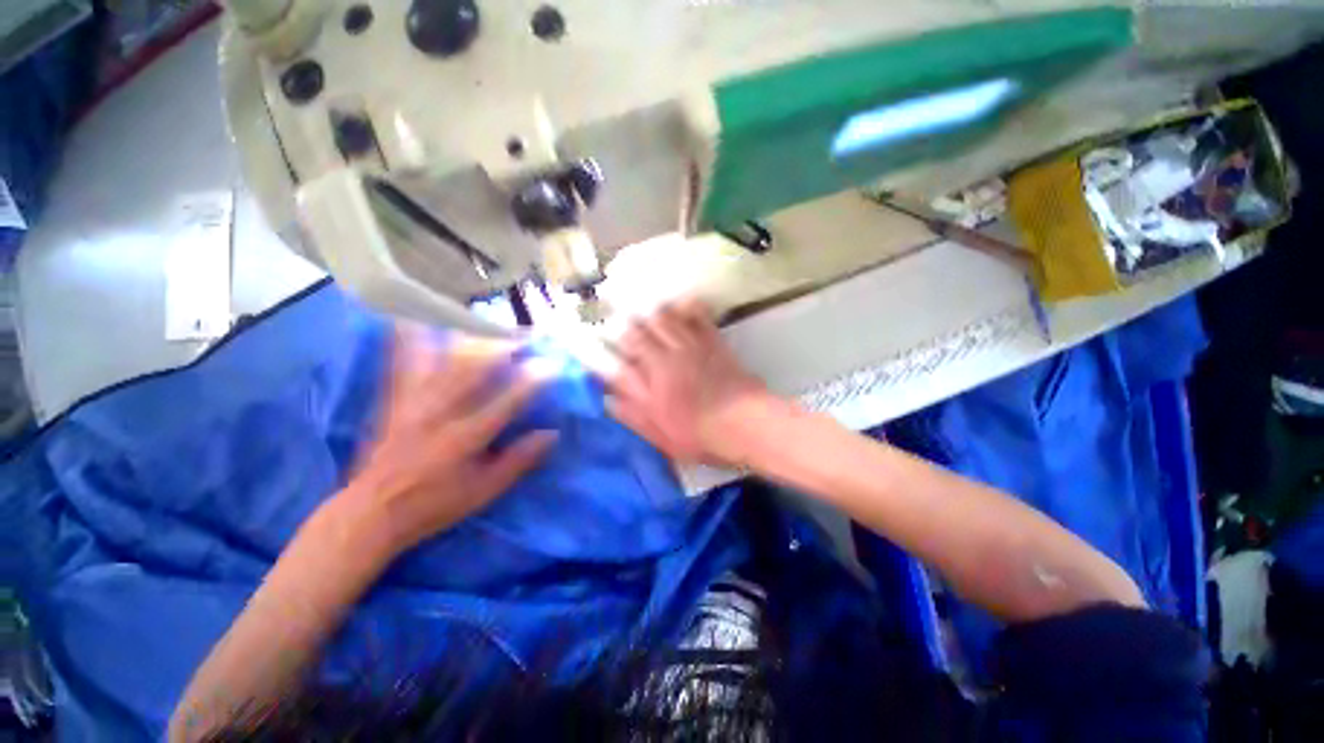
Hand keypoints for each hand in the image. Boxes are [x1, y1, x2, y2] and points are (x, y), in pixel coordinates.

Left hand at [341, 326, 557, 555]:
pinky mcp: (393, 402)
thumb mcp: (484, 491)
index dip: (533, 380)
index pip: (508, 400)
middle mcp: (440, 413)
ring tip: (486, 329)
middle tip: (523, 337)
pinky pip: (402, 365)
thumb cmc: (434, 505)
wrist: (370, 512)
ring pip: (442, 361)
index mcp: (466, 437)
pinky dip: (410, 343)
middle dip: (502, 349)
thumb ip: (518, 460)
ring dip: (468, 342)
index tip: (552, 364)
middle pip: (475, 370)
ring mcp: (413, 403)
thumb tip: (551, 433)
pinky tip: (416, 323)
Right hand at [605, 299, 766, 466]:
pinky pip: (697, 316)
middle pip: (639, 333)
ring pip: (664, 319)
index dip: (608, 350)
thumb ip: (632, 415)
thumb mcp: (660, 435)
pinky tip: (681, 302)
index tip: (602, 345)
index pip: (621, 359)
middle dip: (627, 326)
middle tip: (622, 321)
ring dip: (651, 313)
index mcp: (649, 385)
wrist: (742, 423)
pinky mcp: (712, 341)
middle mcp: (664, 359)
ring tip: (646, 308)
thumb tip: (608, 399)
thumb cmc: (699, 435)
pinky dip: (686, 306)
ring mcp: (689, 347)